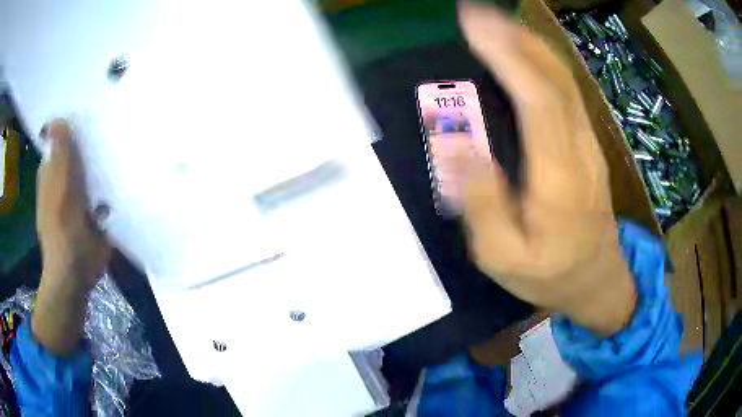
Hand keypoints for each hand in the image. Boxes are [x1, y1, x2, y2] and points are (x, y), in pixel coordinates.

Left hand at [33, 119, 109, 353]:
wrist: (75, 272)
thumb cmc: (63, 229)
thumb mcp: (58, 186)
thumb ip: (59, 155)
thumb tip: (57, 120)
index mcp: (51, 172)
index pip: (62, 139)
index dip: (74, 125)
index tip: (92, 112)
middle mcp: (63, 181)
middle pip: (77, 152)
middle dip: (91, 140)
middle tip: (111, 126)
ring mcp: (77, 197)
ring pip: (90, 169)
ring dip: (101, 160)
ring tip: (120, 143)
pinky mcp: (92, 212)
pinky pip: (101, 188)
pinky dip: (108, 181)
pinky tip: (121, 171)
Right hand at [456, 3, 635, 334]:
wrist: (597, 280)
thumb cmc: (549, 274)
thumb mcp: (503, 258)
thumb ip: (482, 205)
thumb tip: (457, 148)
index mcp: (558, 179)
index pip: (538, 100)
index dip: (507, 56)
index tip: (473, 25)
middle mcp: (579, 150)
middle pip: (555, 77)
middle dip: (516, 36)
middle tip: (476, 13)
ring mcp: (588, 143)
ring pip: (564, 79)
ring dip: (529, 43)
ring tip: (493, 23)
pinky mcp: (588, 144)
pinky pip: (567, 91)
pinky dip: (542, 62)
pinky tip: (521, 53)